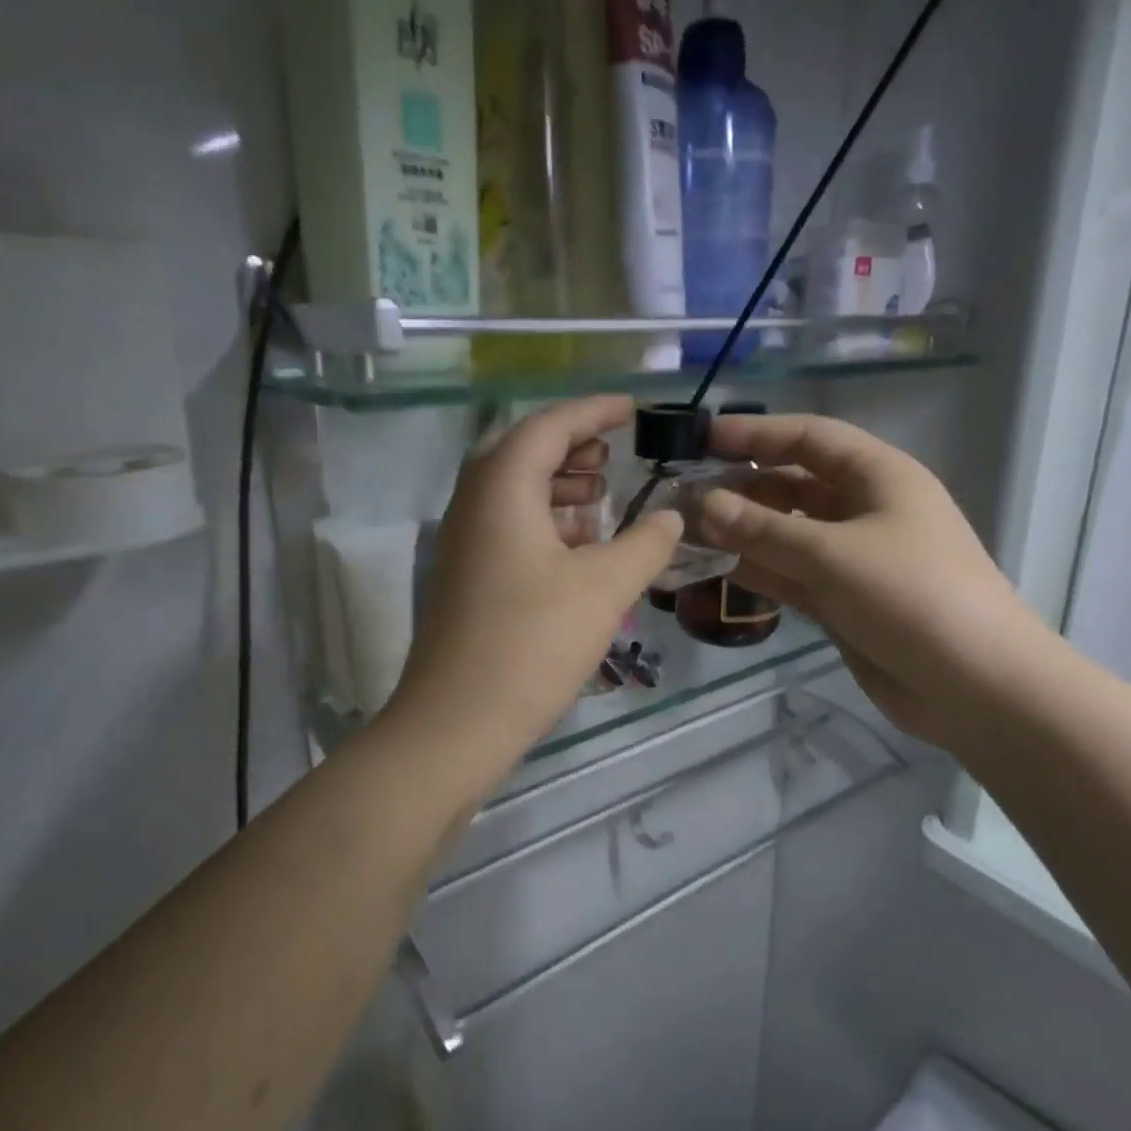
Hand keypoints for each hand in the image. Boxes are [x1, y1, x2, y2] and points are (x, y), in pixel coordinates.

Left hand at [388, 396, 683, 765]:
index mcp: (501, 489)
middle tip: (614, 453)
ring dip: (557, 485)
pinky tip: (577, 548)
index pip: (549, 425)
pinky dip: (543, 521)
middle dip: (572, 445)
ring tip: (601, 496)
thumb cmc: (533, 643)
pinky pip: (506, 526)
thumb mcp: (605, 587)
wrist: (457, 722)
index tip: (632, 408)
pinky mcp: (464, 577)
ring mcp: (462, 543)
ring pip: (512, 492)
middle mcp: (472, 504)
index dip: (594, 410)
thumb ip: (646, 543)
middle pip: (522, 452)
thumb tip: (672, 515)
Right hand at [698, 412, 1048, 747]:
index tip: (701, 440)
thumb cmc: (912, 597)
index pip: (809, 438)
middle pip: (792, 485)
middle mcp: (863, 510)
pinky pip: (788, 575)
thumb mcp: (832, 554)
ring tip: (684, 533)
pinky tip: (712, 569)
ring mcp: (851, 559)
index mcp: (878, 477)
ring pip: (785, 534)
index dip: (756, 433)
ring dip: (740, 532)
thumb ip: (762, 530)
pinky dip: (755, 571)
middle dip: (740, 488)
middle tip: (681, 497)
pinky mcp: (841, 601)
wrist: (976, 687)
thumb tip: (702, 503)